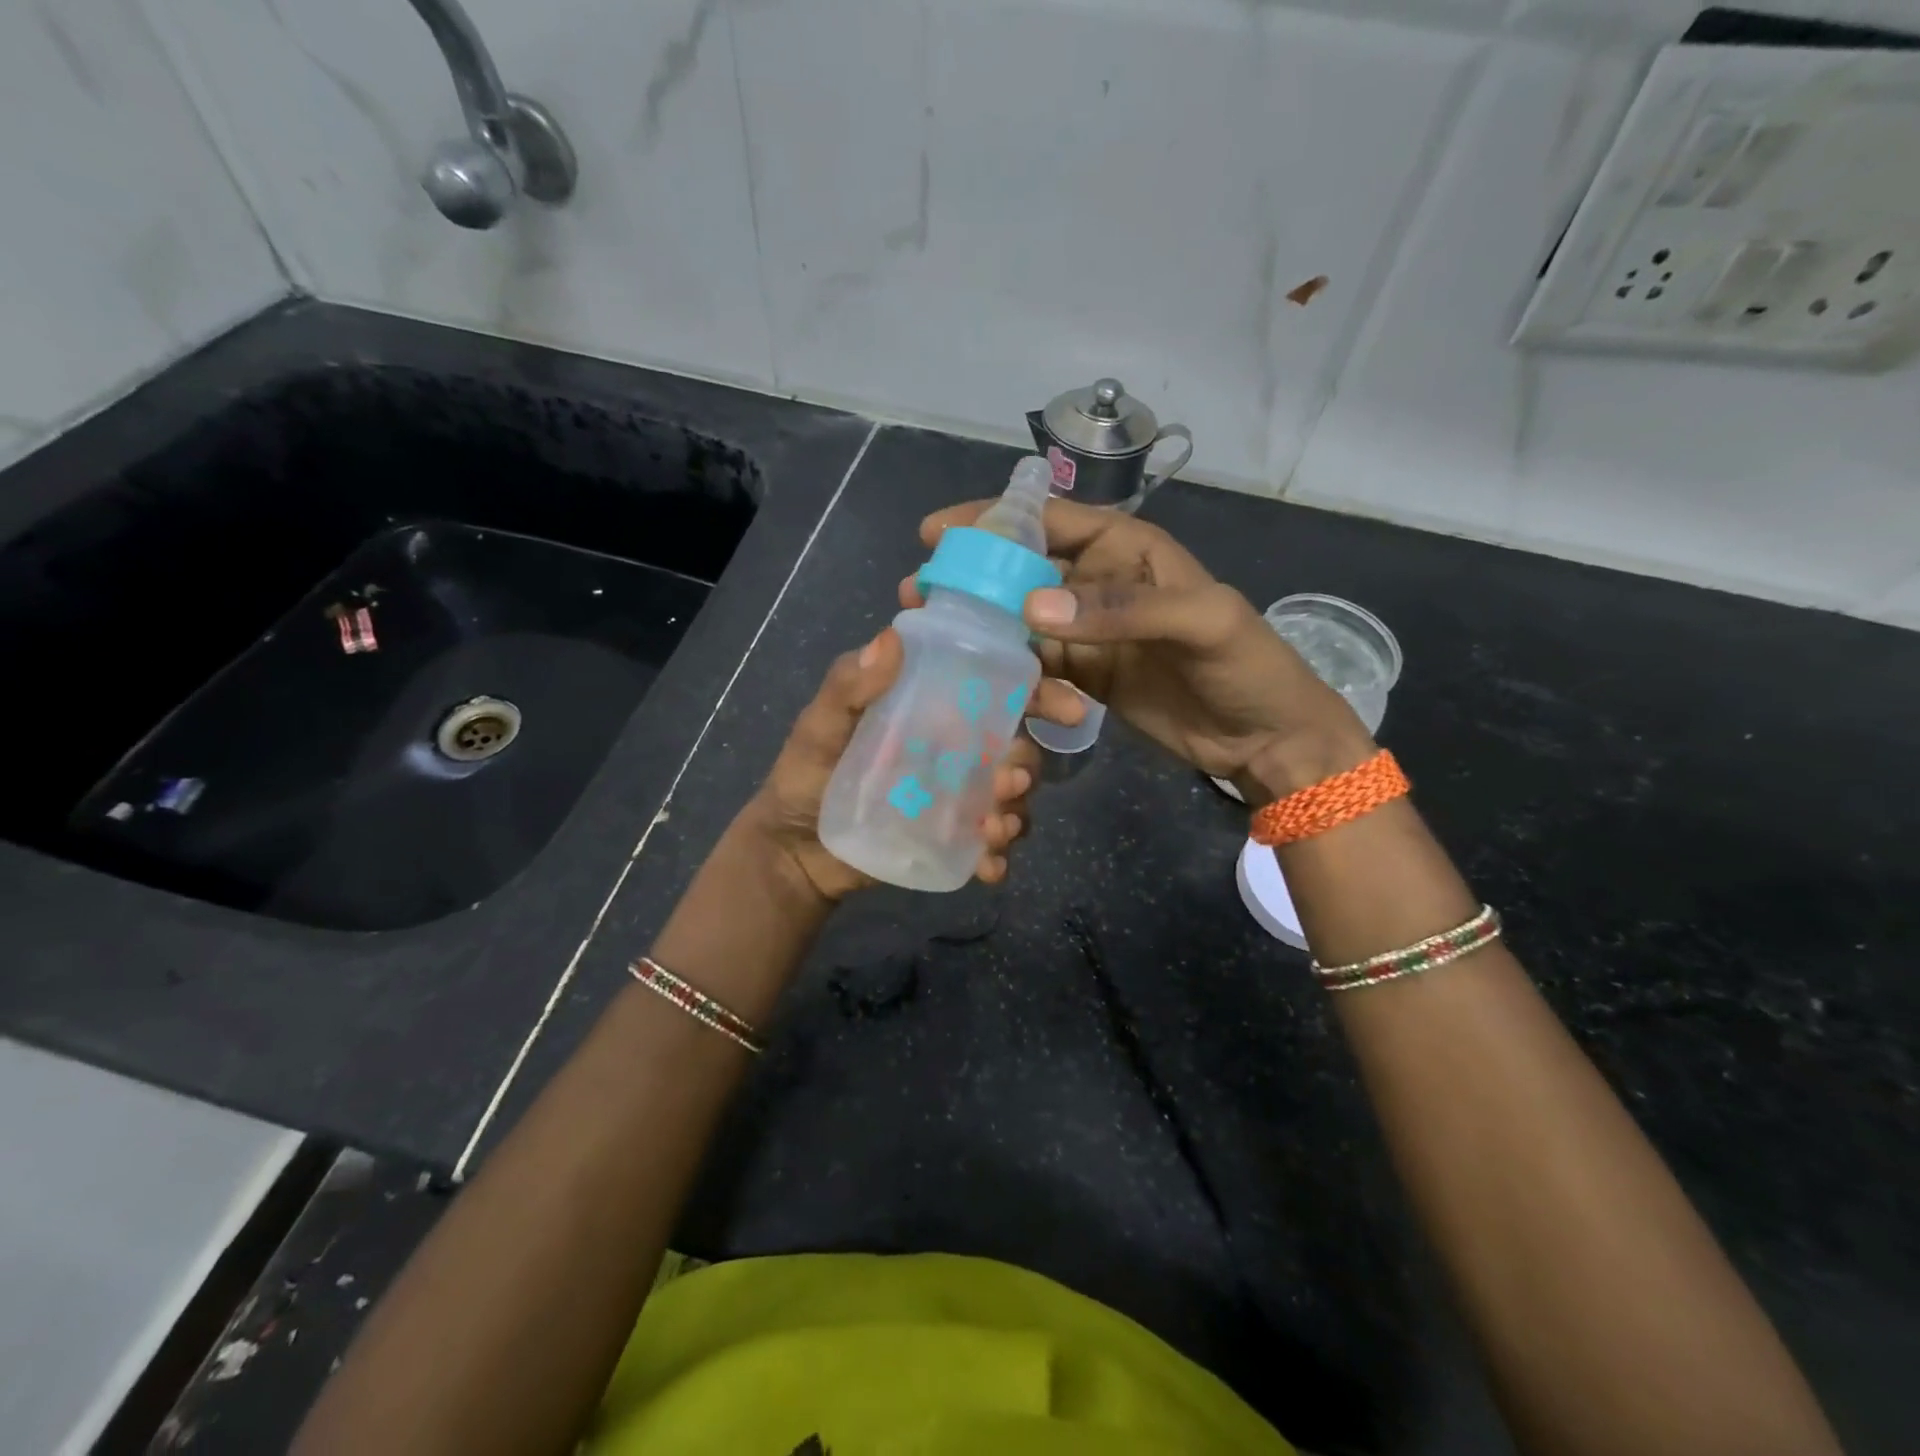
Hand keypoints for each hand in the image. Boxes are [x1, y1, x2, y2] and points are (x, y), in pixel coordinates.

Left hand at [740, 628, 1044, 903]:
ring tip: (995, 829)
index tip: (1064, 707)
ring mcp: (957, 796)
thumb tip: (890, 638)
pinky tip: (989, 868)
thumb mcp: (819, 727)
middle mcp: (954, 748)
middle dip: (1026, 764)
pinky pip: (991, 842)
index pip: (994, 689)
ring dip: (1017, 811)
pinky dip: (999, 854)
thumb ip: (849, 687)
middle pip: (1013, 747)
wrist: (794, 852)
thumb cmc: (804, 777)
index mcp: (931, 708)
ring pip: (1010, 797)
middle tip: (1011, 782)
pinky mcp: (953, 837)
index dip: (1038, 691)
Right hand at [906, 498, 1373, 796]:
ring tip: (945, 647)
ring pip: (1022, 623)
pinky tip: (1006, 693)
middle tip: (921, 597)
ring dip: (986, 633)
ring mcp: (1089, 633)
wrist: (1266, 738)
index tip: (935, 535)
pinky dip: (1019, 679)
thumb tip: (1029, 610)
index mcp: (1127, 548)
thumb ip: (1120, 609)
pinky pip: (1038, 668)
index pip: (1048, 520)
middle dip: (973, 581)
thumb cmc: (1246, 665)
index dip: (991, 521)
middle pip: (1022, 572)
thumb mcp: (1199, 622)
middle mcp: (1099, 583)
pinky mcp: (1086, 676)